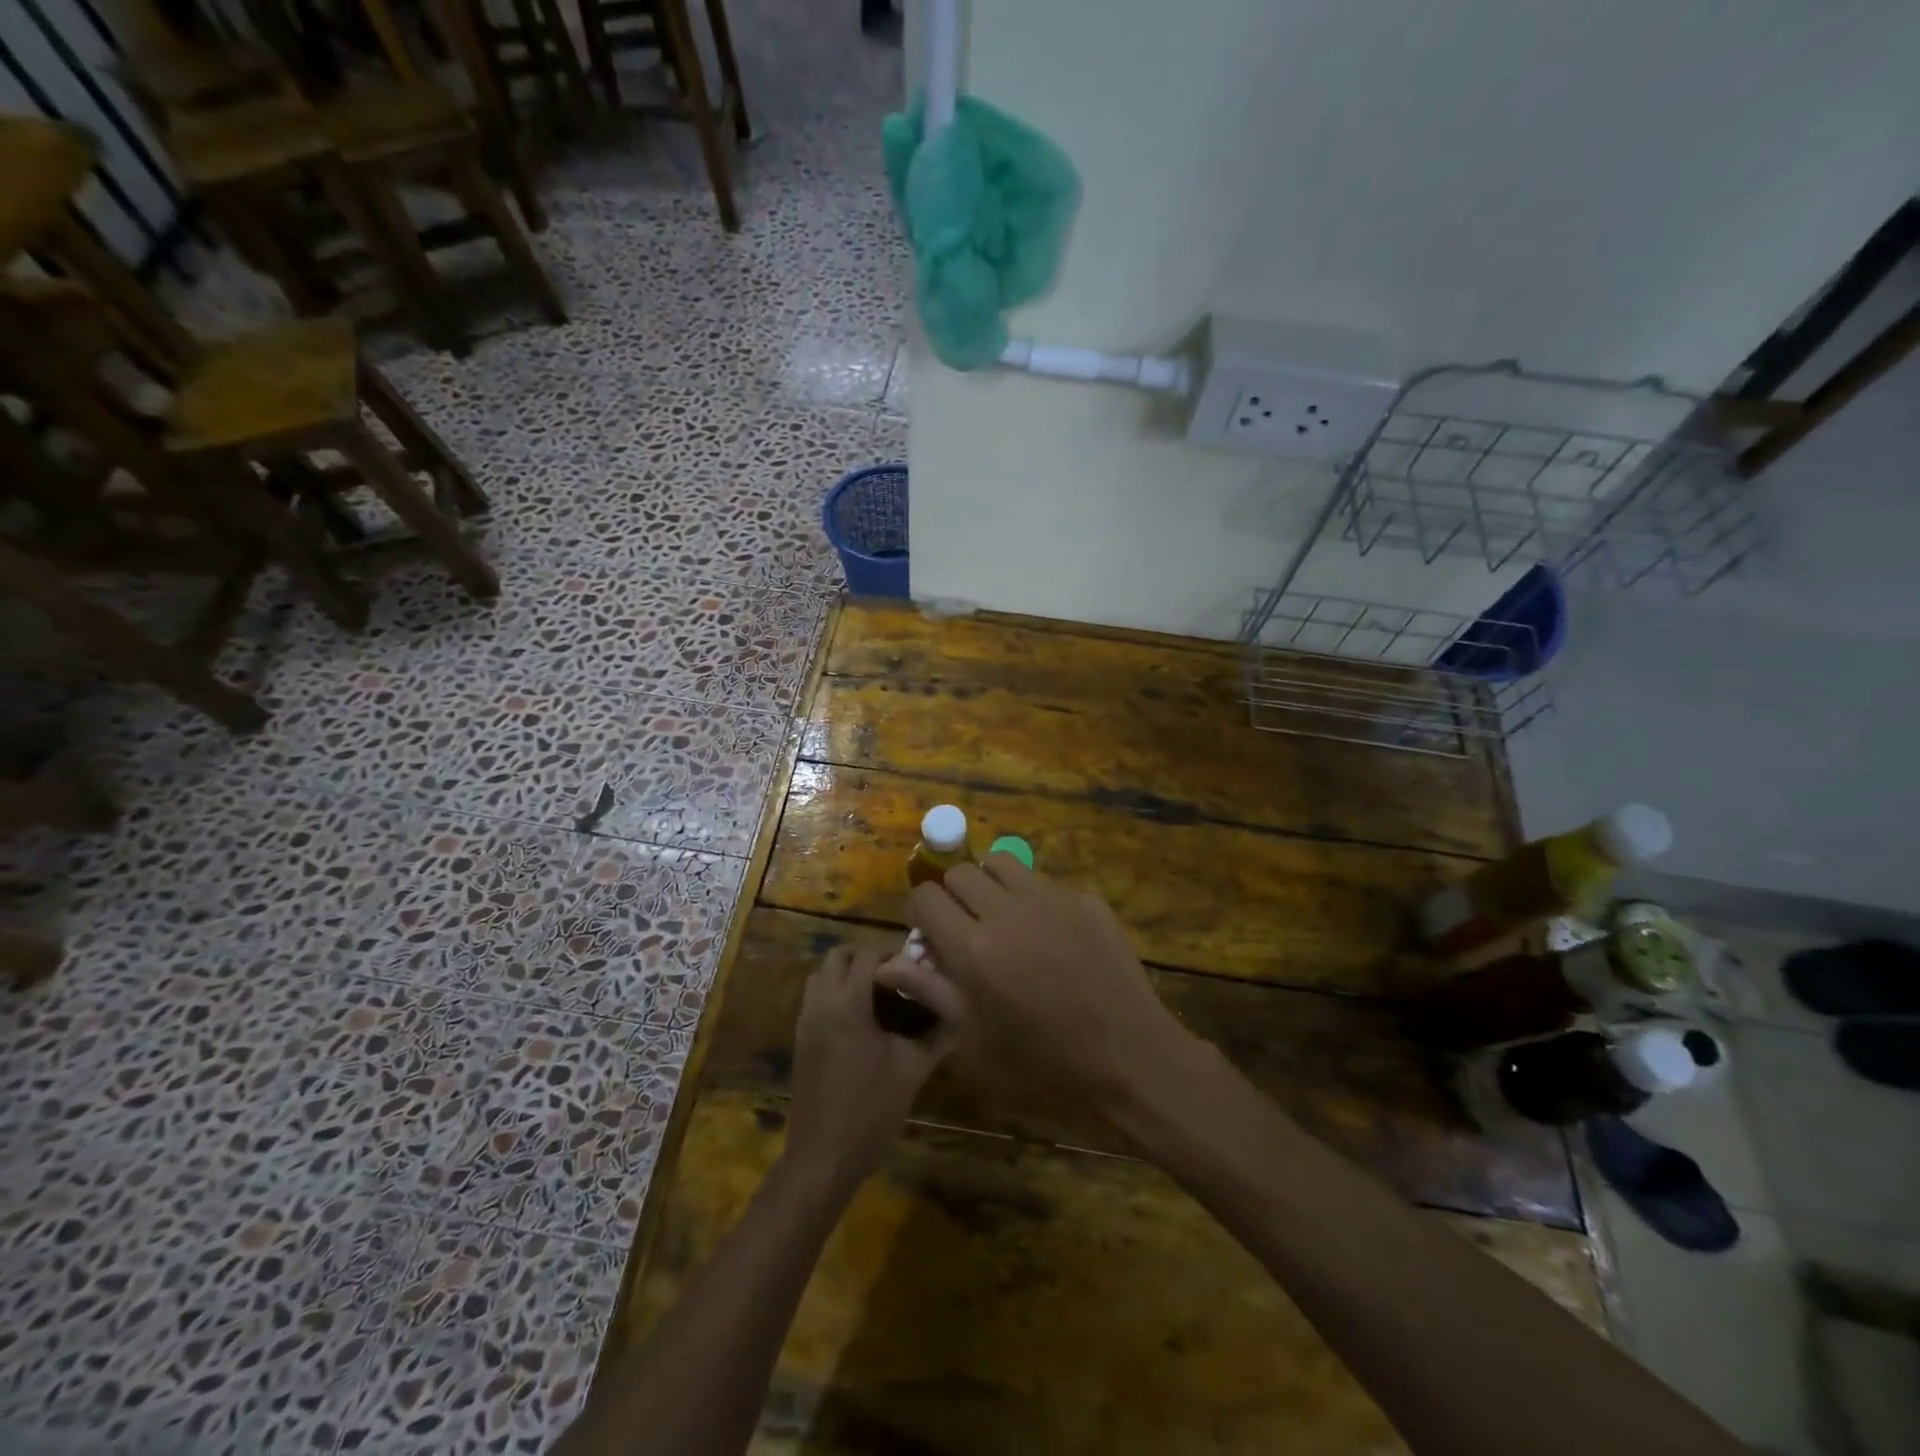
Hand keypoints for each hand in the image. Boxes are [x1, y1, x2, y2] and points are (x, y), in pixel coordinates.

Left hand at [784, 942, 954, 1189]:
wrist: (823, 1158)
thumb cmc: (870, 1111)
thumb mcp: (912, 1070)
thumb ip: (936, 1037)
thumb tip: (961, 1016)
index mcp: (847, 1004)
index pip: (867, 956)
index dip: (893, 954)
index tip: (917, 966)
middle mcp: (820, 1004)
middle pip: (837, 957)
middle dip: (866, 957)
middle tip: (896, 975)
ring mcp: (805, 1022)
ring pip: (821, 976)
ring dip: (847, 973)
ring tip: (879, 994)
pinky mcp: (800, 1040)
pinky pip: (815, 999)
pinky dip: (835, 993)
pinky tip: (861, 1020)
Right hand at [880, 856, 1193, 1123]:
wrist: (1128, 1056)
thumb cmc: (1043, 1060)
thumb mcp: (976, 1034)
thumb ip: (931, 989)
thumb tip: (888, 964)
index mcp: (973, 949)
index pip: (926, 897)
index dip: (920, 911)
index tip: (930, 931)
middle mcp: (1007, 911)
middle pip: (960, 872)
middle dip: (953, 893)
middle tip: (966, 924)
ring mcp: (1050, 899)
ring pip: (1001, 862)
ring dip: (990, 883)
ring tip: (1002, 916)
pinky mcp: (1085, 898)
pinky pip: (1044, 882)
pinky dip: (1033, 898)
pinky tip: (1050, 934)